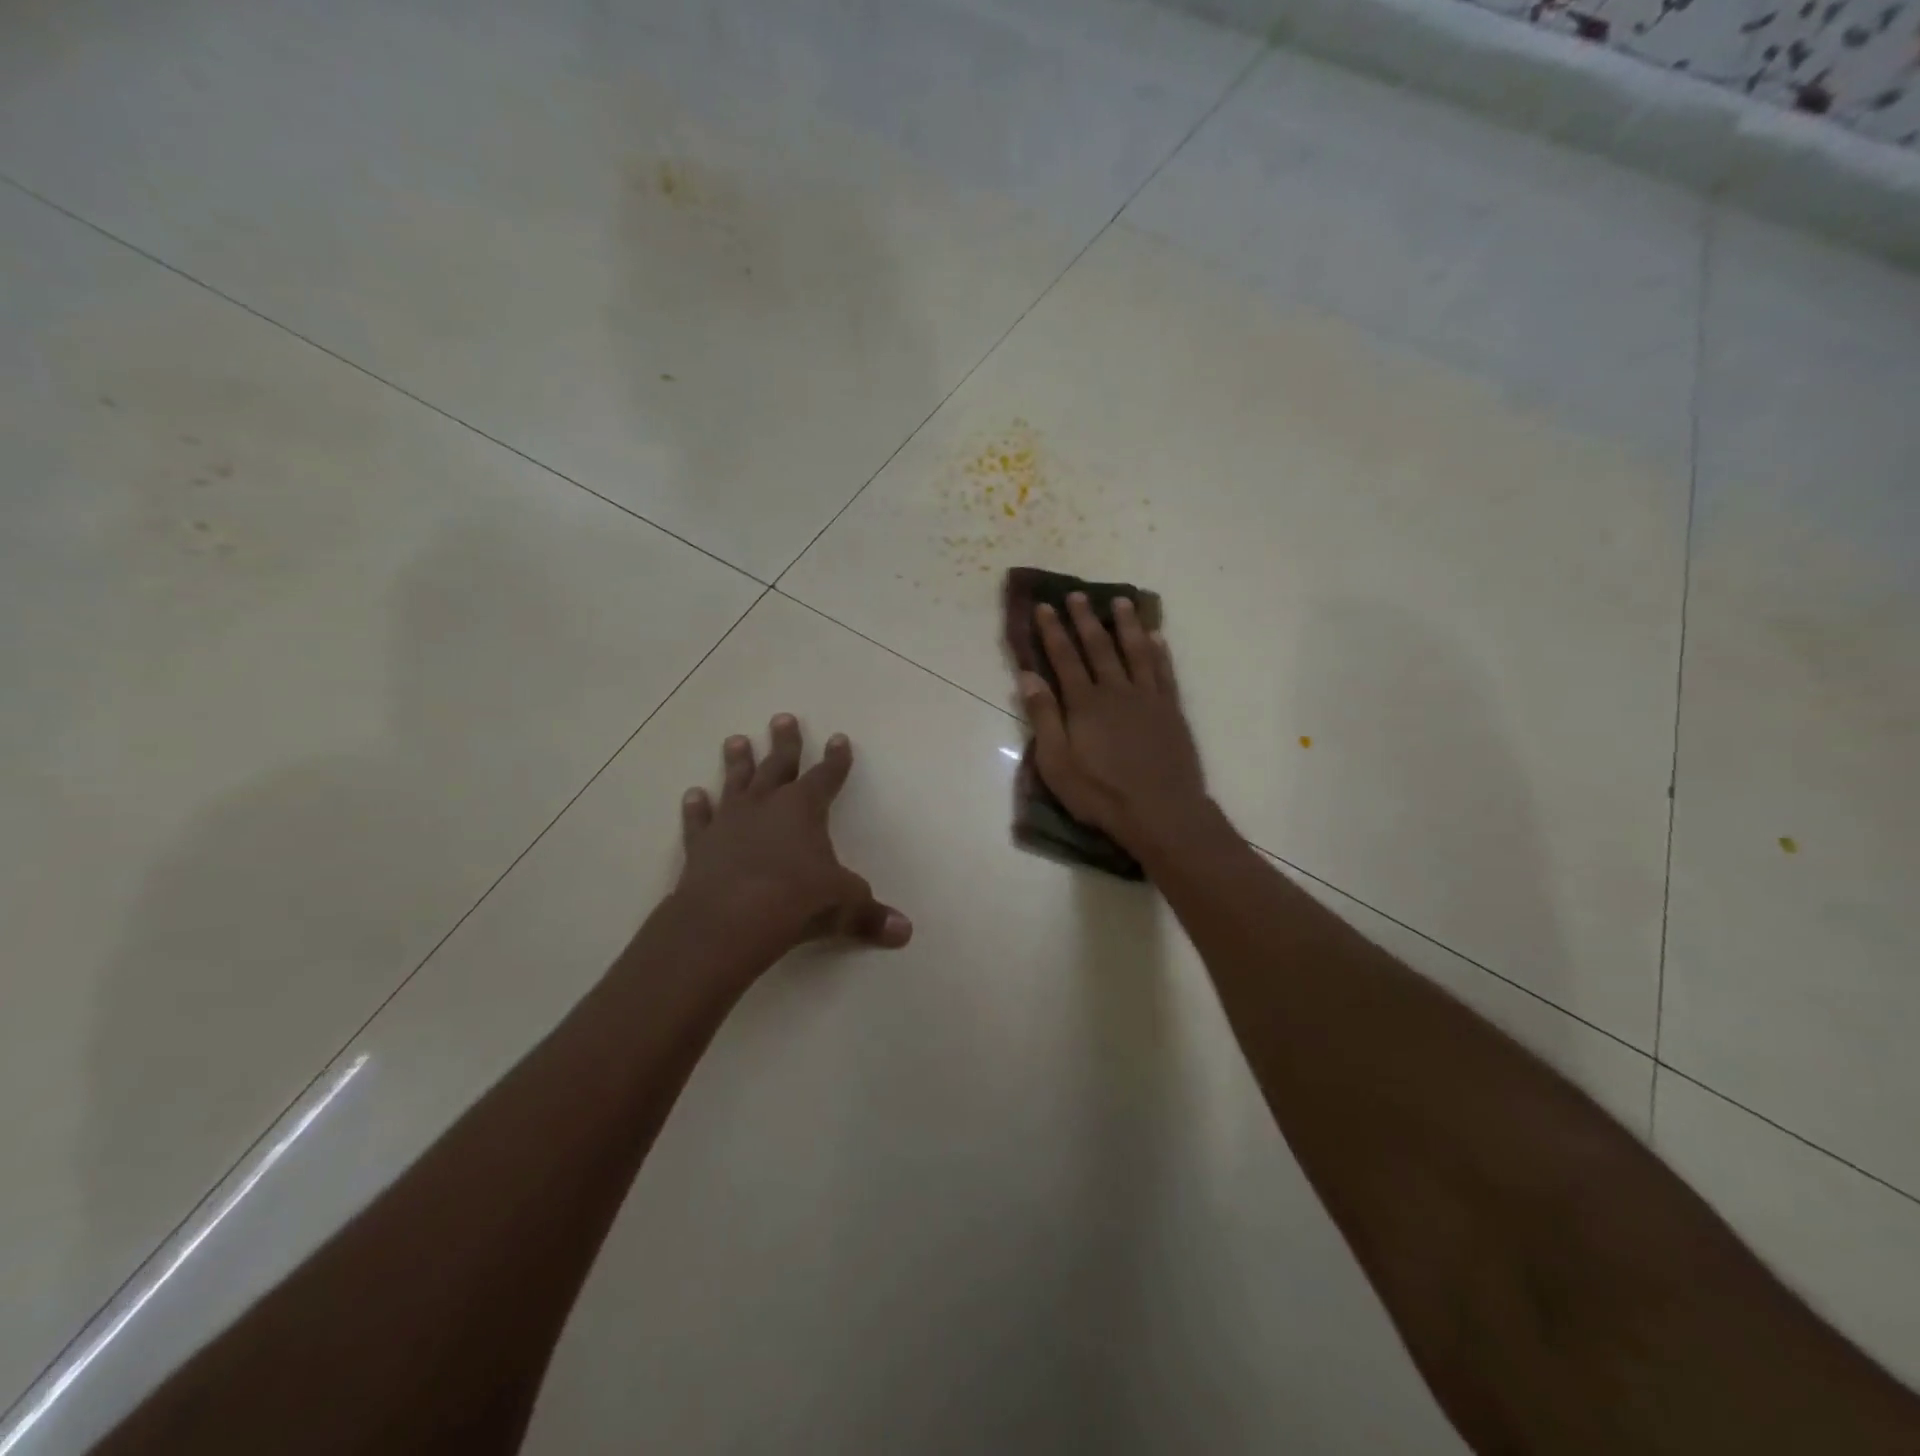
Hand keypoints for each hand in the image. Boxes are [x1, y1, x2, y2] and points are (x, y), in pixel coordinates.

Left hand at [674, 715, 911, 962]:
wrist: (728, 920)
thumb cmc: (794, 901)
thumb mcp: (842, 905)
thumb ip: (870, 915)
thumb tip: (905, 932)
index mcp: (804, 809)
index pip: (826, 776)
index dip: (836, 759)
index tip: (839, 738)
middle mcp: (766, 805)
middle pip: (778, 765)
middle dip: (785, 743)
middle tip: (782, 718)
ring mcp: (730, 821)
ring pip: (735, 782)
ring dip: (738, 762)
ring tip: (736, 740)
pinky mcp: (701, 844)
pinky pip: (699, 820)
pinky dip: (696, 808)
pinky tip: (692, 795)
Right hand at [1019, 594, 1208, 854]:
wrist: (1161, 811)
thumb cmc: (1101, 793)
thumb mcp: (1057, 763)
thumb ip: (1044, 717)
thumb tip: (1028, 677)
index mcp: (1084, 703)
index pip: (1065, 658)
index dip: (1053, 631)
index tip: (1046, 607)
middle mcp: (1116, 691)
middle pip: (1099, 647)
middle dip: (1086, 619)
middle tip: (1078, 595)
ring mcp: (1148, 698)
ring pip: (1136, 651)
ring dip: (1127, 625)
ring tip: (1121, 602)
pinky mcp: (1171, 710)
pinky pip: (1164, 672)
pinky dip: (1159, 651)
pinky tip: (1156, 637)